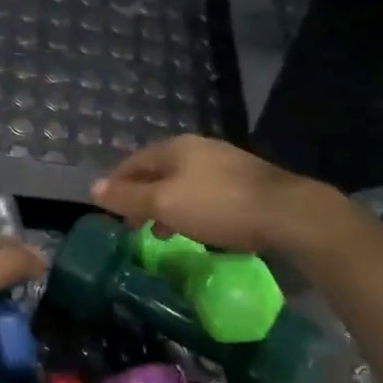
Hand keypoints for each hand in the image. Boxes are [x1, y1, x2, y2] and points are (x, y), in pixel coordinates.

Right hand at [90, 135, 337, 255]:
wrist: (289, 214)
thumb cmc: (218, 206)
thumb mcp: (164, 204)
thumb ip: (127, 197)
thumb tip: (92, 188)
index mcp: (175, 148)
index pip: (132, 162)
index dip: (116, 185)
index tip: (108, 211)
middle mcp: (198, 149)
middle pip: (157, 172)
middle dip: (141, 198)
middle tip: (133, 226)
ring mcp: (225, 163)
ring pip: (182, 183)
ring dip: (166, 206)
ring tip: (162, 234)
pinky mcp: (246, 183)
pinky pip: (205, 193)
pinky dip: (190, 209)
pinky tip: (197, 229)